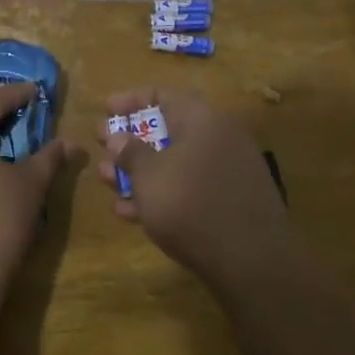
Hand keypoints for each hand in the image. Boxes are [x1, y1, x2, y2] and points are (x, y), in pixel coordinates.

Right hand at [95, 88, 293, 287]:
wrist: (251, 259)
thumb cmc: (190, 204)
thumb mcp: (149, 176)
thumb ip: (129, 152)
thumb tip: (117, 137)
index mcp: (202, 119)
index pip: (163, 94)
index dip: (130, 100)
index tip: (104, 110)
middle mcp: (218, 138)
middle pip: (168, 129)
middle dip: (130, 140)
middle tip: (102, 147)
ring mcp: (226, 172)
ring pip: (175, 162)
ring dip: (139, 170)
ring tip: (105, 181)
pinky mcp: (228, 203)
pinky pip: (188, 188)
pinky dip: (160, 194)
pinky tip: (129, 213)